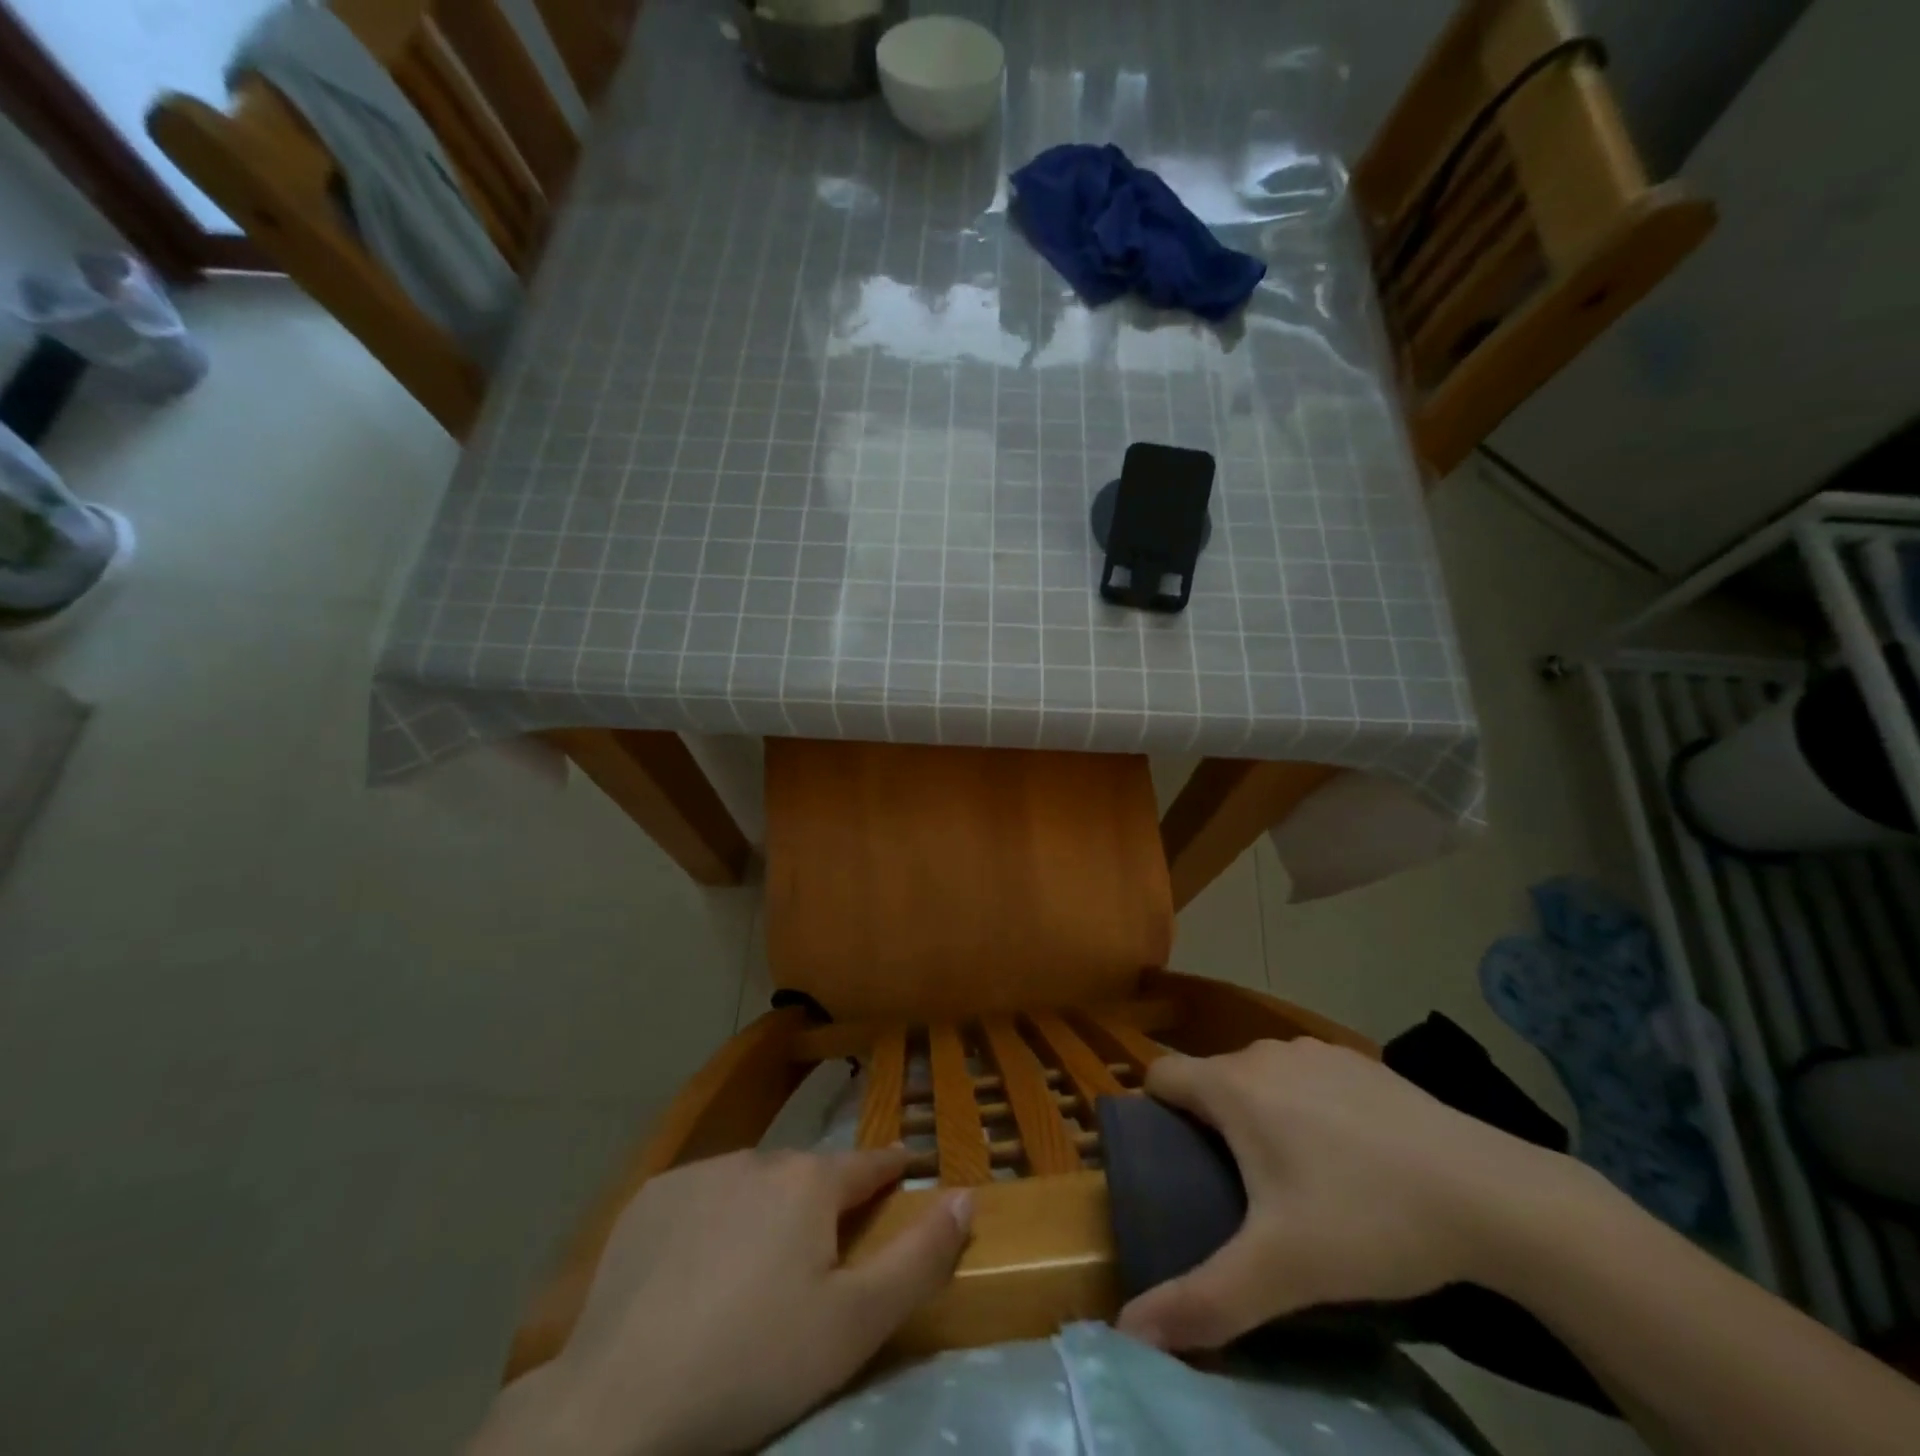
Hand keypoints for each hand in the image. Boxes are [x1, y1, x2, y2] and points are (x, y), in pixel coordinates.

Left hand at [472, 1148, 970, 1455]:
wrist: (617, 1407)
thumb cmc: (753, 1366)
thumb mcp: (855, 1326)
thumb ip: (920, 1257)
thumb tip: (964, 1195)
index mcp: (811, 1182)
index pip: (869, 1164)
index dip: (892, 1167)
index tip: (907, 1166)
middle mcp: (760, 1157)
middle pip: (808, 1176)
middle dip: (823, 1204)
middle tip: (820, 1257)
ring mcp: (701, 1172)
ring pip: (754, 1184)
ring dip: (767, 1212)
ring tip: (756, 1272)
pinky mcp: (652, 1197)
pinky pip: (702, 1197)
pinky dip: (714, 1222)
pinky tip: (698, 1271)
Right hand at [1115, 1037, 1581, 1351]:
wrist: (1491, 1194)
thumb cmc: (1368, 1218)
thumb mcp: (1282, 1271)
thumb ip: (1204, 1301)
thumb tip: (1129, 1333)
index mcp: (1233, 1086)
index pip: (1159, 1075)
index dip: (1150, 1112)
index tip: (1164, 1162)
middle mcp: (1264, 1053)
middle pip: (1210, 1079)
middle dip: (1207, 1124)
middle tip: (1229, 1189)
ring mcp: (1315, 1051)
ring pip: (1259, 1075)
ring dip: (1256, 1113)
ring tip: (1288, 1177)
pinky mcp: (1358, 1061)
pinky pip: (1304, 1075)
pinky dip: (1303, 1104)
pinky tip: (1345, 1155)